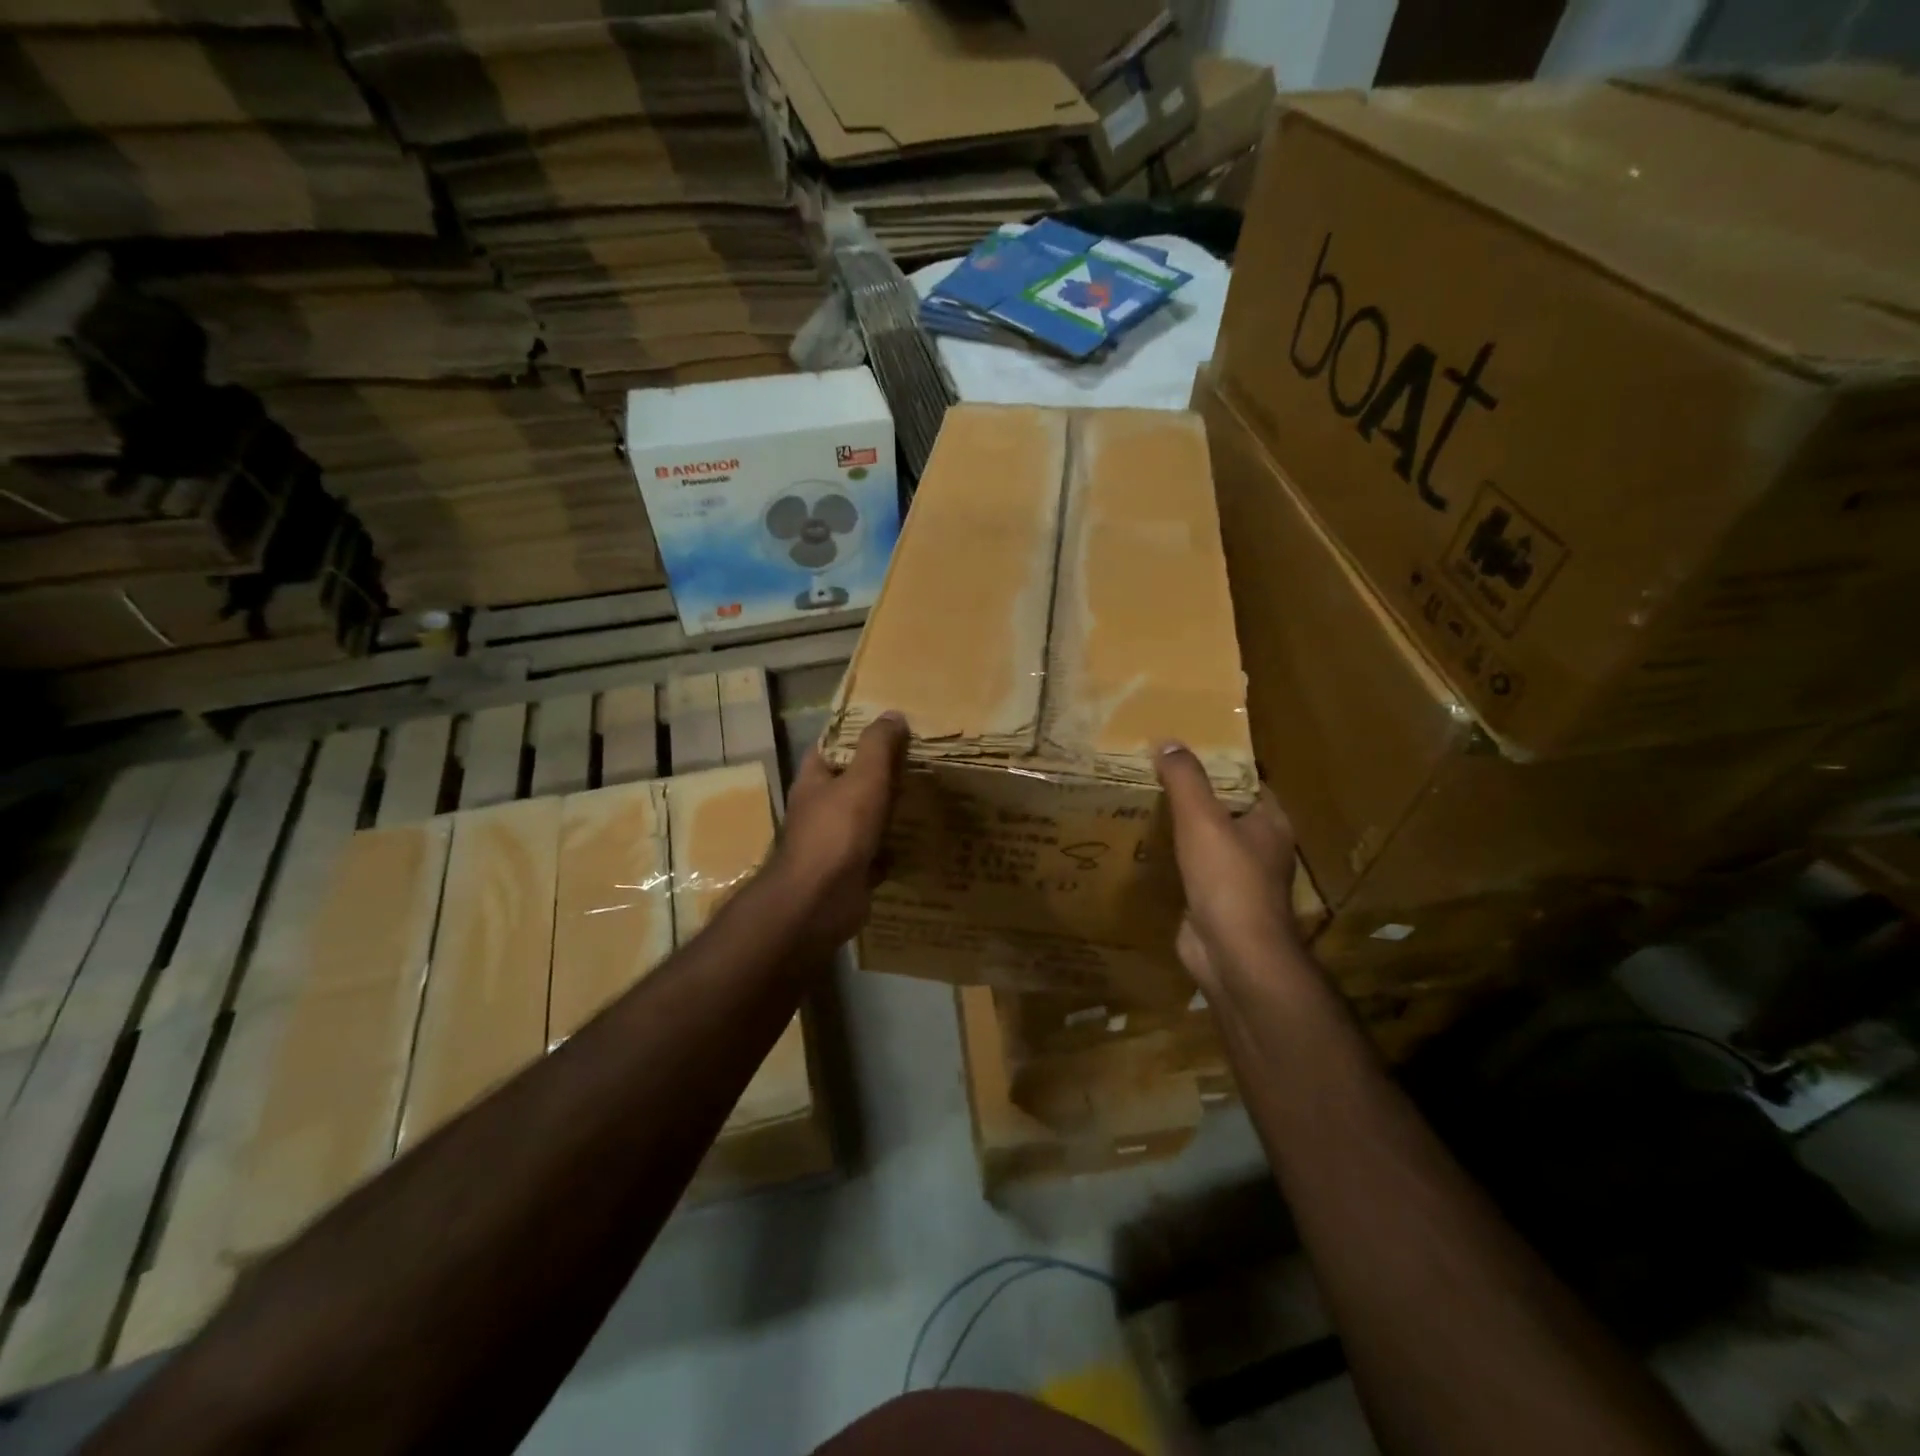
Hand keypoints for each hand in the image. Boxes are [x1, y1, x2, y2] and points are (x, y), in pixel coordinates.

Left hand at [770, 712, 908, 948]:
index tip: (890, 728)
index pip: (831, 746)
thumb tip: (892, 715)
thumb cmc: (838, 831)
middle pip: (851, 782)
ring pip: (866, 818)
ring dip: (890, 811)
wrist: (821, 901)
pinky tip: (920, 839)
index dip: (857, 735)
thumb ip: (878, 745)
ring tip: (927, 796)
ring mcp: (833, 843)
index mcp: (813, 780)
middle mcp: (819, 809)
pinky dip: (894, 848)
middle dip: (881, 774)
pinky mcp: (849, 871)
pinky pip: (876, 853)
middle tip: (919, 761)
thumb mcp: (864, 778)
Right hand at [1155, 742, 1305, 997]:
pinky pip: (1191, 872)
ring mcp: (1238, 880)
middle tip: (1153, 775)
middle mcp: (1259, 849)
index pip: (1247, 782)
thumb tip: (1167, 742)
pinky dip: (1172, 860)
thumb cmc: (1227, 880)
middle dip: (1193, 796)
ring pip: (1207, 843)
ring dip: (1181, 829)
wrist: (1233, 955)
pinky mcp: (1214, 903)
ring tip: (1142, 805)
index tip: (1184, 750)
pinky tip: (1143, 849)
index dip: (1219, 765)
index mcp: (1270, 823)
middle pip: (1224, 811)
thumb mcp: (1202, 818)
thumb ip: (1185, 779)